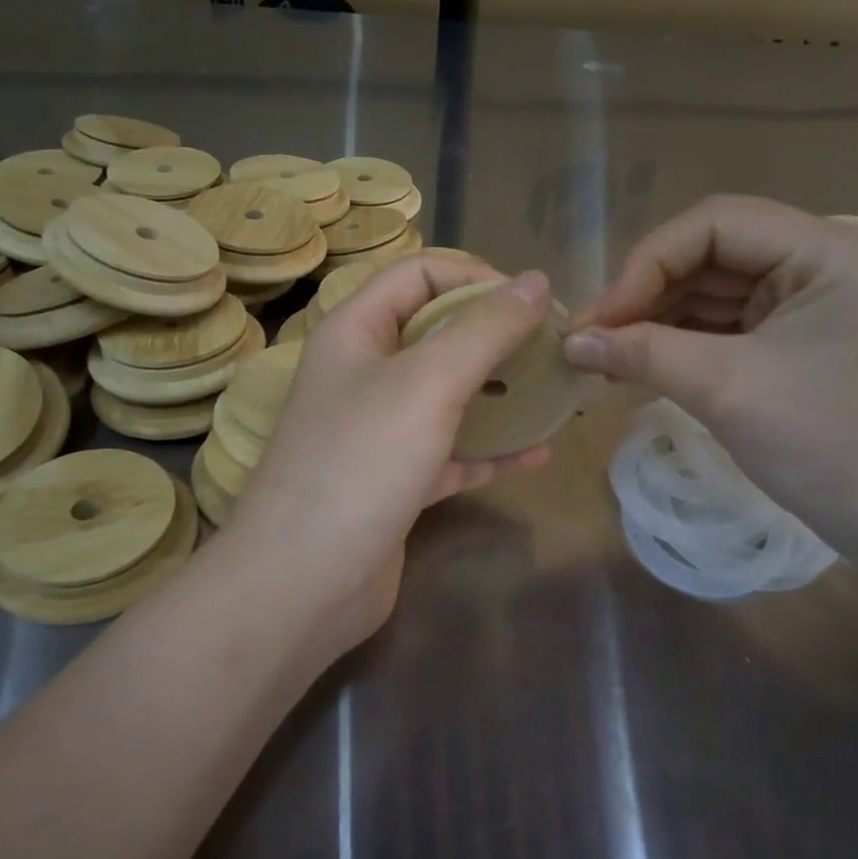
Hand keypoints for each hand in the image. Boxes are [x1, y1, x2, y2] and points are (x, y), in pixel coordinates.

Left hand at [221, 258, 553, 656]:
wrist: (303, 584)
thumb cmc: (361, 464)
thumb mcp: (428, 383)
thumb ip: (484, 329)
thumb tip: (537, 281)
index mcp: (355, 332)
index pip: (419, 274)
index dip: (475, 276)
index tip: (531, 304)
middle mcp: (363, 374)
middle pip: (436, 333)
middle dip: (495, 336)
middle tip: (552, 349)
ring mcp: (378, 430)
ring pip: (447, 395)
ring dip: (499, 393)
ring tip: (554, 395)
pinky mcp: (394, 480)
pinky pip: (450, 452)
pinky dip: (490, 451)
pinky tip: (536, 453)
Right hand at [562, 195, 857, 545]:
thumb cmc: (827, 444)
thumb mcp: (726, 388)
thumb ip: (643, 352)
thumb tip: (569, 341)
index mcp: (825, 250)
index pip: (714, 224)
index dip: (647, 263)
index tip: (600, 319)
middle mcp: (819, 263)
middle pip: (710, 255)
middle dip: (646, 295)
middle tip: (591, 339)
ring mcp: (808, 303)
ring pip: (712, 292)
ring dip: (656, 320)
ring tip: (604, 356)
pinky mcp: (795, 341)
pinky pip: (725, 326)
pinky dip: (680, 343)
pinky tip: (638, 365)